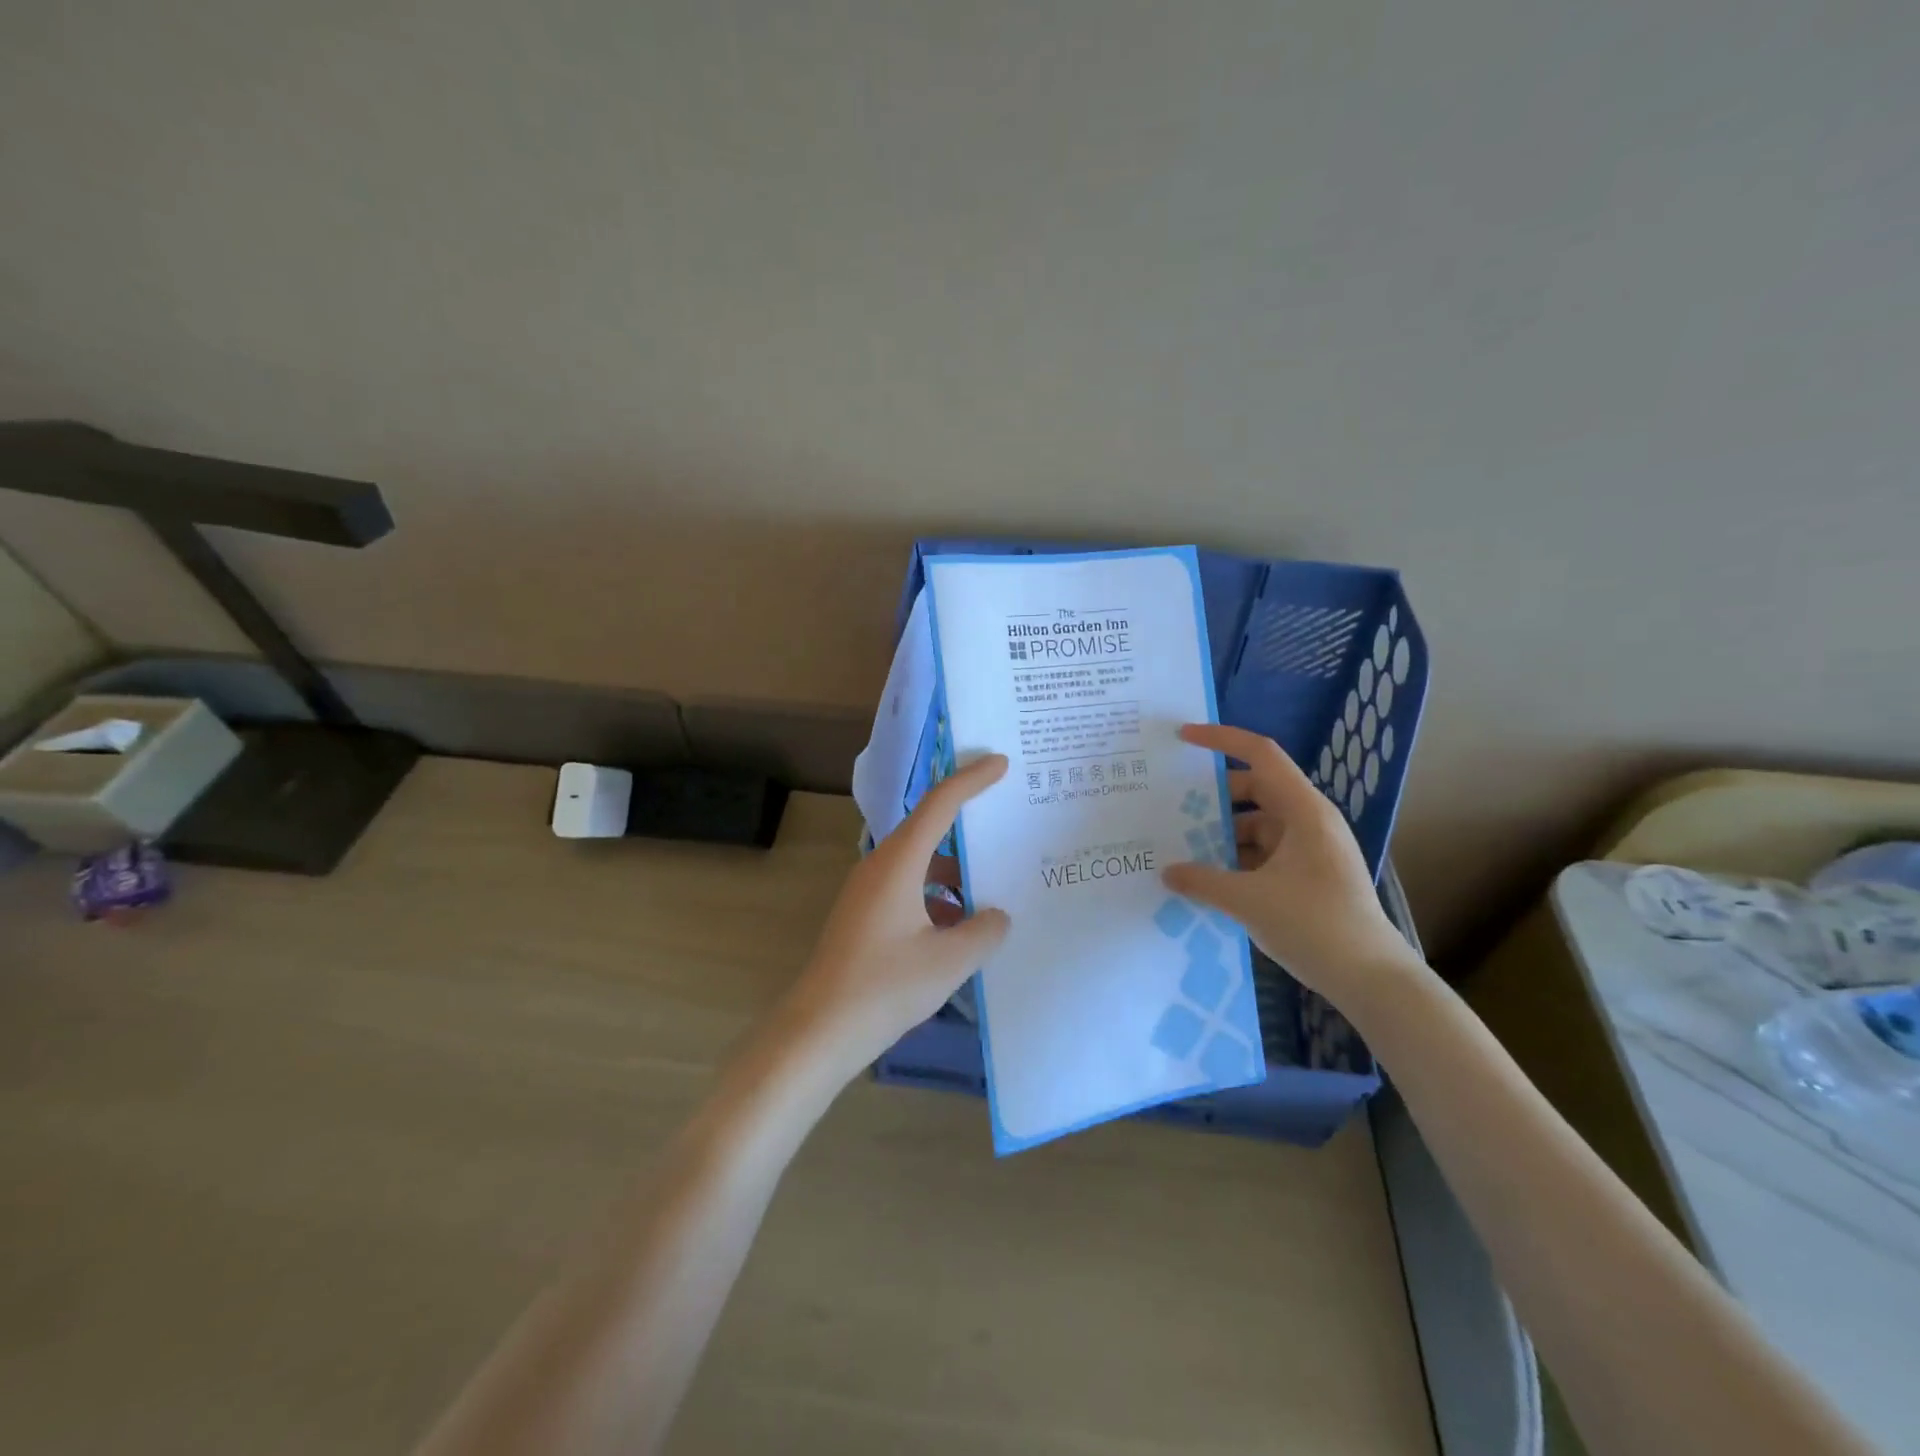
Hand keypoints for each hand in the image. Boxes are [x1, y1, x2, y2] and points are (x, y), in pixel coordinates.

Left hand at [783, 754, 1012, 1080]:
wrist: (819, 1030)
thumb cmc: (885, 987)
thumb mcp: (949, 960)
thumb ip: (983, 931)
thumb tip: (996, 916)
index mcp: (898, 862)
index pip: (939, 804)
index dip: (971, 779)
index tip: (1000, 762)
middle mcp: (880, 866)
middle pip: (929, 830)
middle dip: (967, 825)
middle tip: (1005, 821)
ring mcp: (868, 892)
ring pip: (920, 866)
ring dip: (954, 873)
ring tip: (993, 888)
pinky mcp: (864, 917)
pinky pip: (909, 891)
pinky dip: (937, 898)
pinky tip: (960, 928)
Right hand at [1162, 724, 1416, 998]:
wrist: (1372, 979)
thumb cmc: (1314, 926)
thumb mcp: (1249, 900)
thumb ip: (1202, 880)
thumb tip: (1167, 871)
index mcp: (1303, 810)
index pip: (1260, 755)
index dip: (1221, 740)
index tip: (1182, 738)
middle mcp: (1309, 821)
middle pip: (1255, 790)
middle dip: (1214, 797)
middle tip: (1171, 806)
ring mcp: (1311, 848)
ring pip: (1257, 825)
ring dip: (1223, 832)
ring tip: (1182, 846)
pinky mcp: (1309, 875)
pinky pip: (1264, 852)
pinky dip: (1237, 857)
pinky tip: (1209, 877)